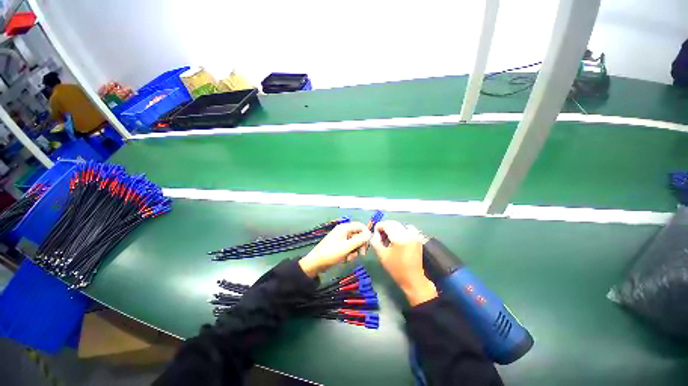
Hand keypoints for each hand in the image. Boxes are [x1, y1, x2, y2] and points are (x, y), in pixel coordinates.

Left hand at [299, 222, 371, 277]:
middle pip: (358, 234)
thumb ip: (359, 240)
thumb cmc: (331, 253)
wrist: (316, 263)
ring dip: (355, 251)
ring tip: (349, 258)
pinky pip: (349, 247)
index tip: (368, 244)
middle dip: (360, 244)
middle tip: (362, 254)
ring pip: (355, 242)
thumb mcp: (346, 247)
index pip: (360, 226)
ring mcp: (341, 238)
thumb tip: (370, 234)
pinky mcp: (340, 245)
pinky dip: (350, 253)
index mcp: (344, 228)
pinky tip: (345, 259)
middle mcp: (343, 231)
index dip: (366, 234)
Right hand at [370, 221, 436, 305]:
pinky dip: (399, 231)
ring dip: (392, 229)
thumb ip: (376, 242)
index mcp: (400, 237)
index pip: (386, 224)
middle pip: (393, 223)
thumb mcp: (382, 255)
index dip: (378, 226)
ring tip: (387, 238)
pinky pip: (406, 229)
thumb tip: (374, 233)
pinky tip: (396, 239)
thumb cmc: (396, 269)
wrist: (413, 279)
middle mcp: (408, 233)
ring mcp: (414, 235)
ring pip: (399, 225)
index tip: (374, 233)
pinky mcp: (417, 238)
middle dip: (385, 227)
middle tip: (379, 236)